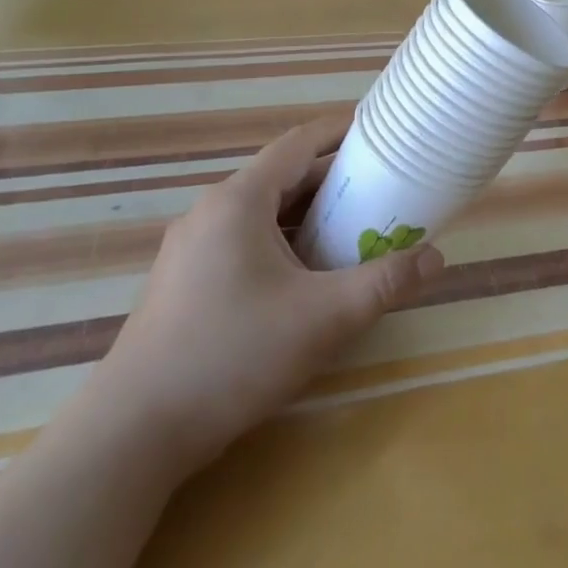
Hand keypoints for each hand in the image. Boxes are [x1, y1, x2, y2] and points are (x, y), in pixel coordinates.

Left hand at [82, 117, 444, 473]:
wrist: (131, 436)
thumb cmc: (232, 355)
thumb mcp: (323, 317)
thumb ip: (384, 282)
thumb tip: (436, 258)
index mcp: (239, 200)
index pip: (299, 143)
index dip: (341, 131)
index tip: (381, 132)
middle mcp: (211, 212)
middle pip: (282, 177)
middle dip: (334, 179)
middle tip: (382, 188)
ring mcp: (190, 249)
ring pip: (262, 213)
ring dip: (308, 214)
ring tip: (353, 229)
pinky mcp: (183, 282)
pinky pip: (243, 241)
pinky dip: (282, 242)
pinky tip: (305, 276)